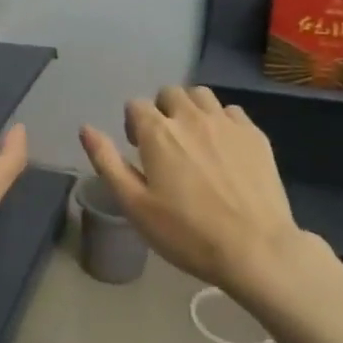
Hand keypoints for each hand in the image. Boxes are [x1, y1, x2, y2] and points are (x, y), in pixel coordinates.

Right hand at [80, 86, 305, 294]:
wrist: (255, 249)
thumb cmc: (186, 233)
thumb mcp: (134, 205)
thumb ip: (107, 162)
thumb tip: (86, 129)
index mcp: (158, 132)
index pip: (136, 105)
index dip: (133, 124)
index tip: (138, 149)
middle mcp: (191, 117)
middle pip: (170, 93)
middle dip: (162, 110)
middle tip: (165, 144)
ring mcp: (227, 123)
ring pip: (202, 95)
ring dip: (191, 109)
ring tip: (193, 140)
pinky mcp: (255, 135)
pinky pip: (231, 112)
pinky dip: (221, 121)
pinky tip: (223, 149)